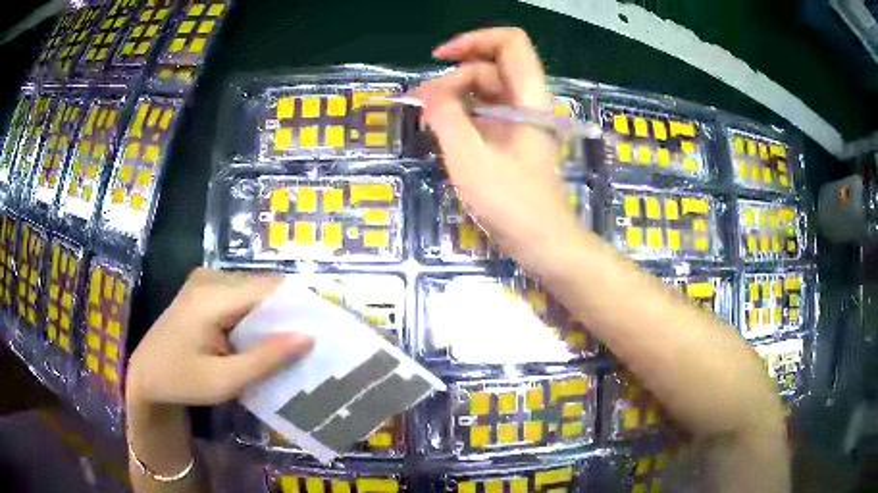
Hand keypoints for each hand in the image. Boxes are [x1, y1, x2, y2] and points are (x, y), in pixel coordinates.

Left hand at [126, 268, 313, 407]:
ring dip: (273, 316)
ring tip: (291, 344)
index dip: (300, 305)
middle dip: (288, 313)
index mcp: (210, 297)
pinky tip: (262, 339)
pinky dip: (257, 316)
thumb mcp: (224, 381)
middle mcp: (209, 278)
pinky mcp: (204, 290)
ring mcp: (205, 281)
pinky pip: (241, 296)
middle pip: (263, 287)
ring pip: (254, 292)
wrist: (145, 376)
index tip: (325, 328)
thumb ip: (266, 359)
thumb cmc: (180, 382)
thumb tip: (308, 337)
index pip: (268, 289)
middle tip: (310, 343)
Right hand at [416, 28, 583, 275]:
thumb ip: (446, 117)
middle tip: (425, 103)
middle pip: (492, 66)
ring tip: (429, 118)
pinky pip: (486, 113)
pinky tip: (443, 130)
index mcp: (528, 98)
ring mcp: (521, 122)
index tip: (439, 58)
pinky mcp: (514, 140)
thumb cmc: (511, 204)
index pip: (510, 43)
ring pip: (487, 90)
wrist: (543, 243)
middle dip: (455, 76)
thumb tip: (428, 91)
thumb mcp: (470, 158)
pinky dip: (463, 114)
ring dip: (456, 96)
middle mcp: (528, 103)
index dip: (474, 40)